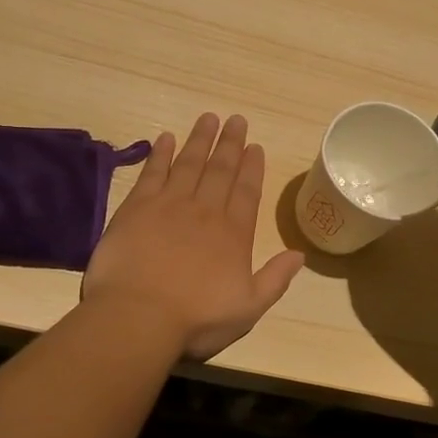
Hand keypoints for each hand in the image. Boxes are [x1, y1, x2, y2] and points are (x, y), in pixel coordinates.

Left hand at [83, 112, 305, 359]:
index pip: (247, 191)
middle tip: (236, 119)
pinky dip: (160, 153)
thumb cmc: (196, 319)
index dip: (252, 167)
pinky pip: (153, 172)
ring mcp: (170, 205)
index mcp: (234, 234)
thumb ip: (275, 279)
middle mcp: (205, 211)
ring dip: (200, 139)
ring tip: (209, 118)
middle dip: (230, 143)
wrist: (138, 317)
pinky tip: (165, 138)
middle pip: (220, 169)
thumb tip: (300, 254)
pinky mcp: (137, 207)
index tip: (255, 146)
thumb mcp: (248, 308)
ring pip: (189, 163)